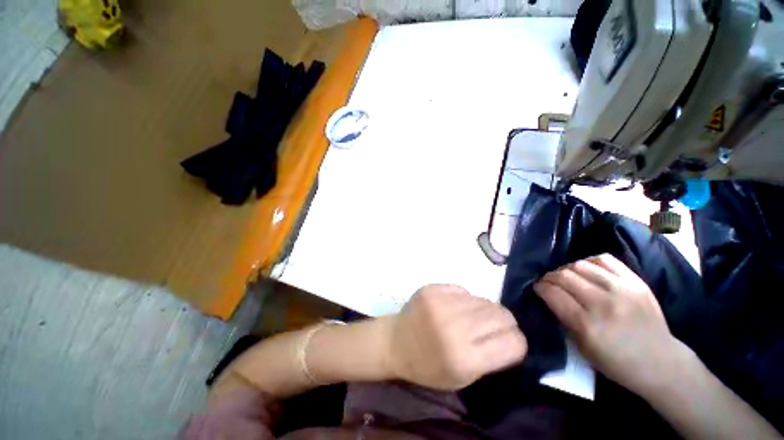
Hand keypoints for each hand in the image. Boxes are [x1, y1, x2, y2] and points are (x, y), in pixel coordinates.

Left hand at [385, 284, 526, 390]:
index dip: (517, 342)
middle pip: (502, 315)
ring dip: (484, 310)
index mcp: (464, 358)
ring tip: (472, 318)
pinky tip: (454, 307)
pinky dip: (465, 299)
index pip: (513, 343)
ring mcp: (441, 303)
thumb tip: (512, 334)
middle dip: (505, 323)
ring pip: (485, 300)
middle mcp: (454, 327)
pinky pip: (464, 290)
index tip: (510, 342)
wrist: (396, 342)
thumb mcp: (463, 379)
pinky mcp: (432, 288)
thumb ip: (491, 358)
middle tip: (493, 327)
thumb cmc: (429, 367)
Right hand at [534, 254, 687, 394]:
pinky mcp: (636, 282)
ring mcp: (623, 290)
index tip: (537, 288)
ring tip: (566, 277)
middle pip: (564, 276)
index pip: (553, 294)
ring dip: (566, 269)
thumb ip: (564, 319)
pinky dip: (589, 262)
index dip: (540, 287)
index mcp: (588, 325)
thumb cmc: (617, 363)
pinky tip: (586, 270)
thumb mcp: (583, 348)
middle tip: (548, 282)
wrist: (662, 363)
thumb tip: (549, 297)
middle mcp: (604, 303)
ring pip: (580, 265)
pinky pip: (604, 259)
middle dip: (550, 277)